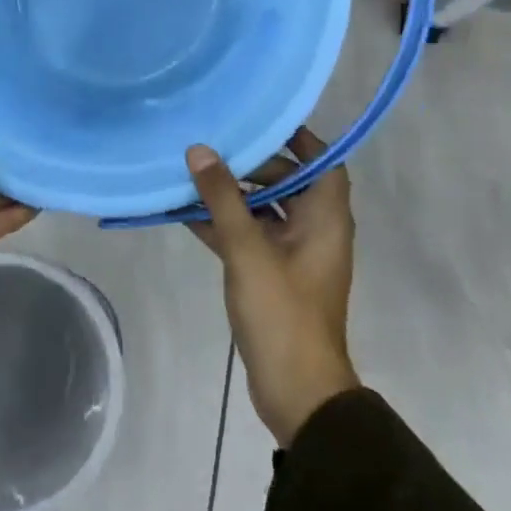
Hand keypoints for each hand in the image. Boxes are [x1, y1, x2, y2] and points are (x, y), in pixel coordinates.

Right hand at [186, 129, 359, 446]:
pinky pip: (249, 238)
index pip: (323, 162)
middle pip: (289, 183)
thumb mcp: (248, 249)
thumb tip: (200, 149)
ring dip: (233, 196)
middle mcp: (315, 230)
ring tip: (193, 173)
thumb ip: (223, 198)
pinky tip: (185, 213)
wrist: (296, 389)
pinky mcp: (272, 276)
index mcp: (325, 218)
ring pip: (264, 211)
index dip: (298, 139)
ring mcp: (293, 255)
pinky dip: (224, 225)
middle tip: (215, 147)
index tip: (262, 121)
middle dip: (253, 165)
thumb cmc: (282, 311)